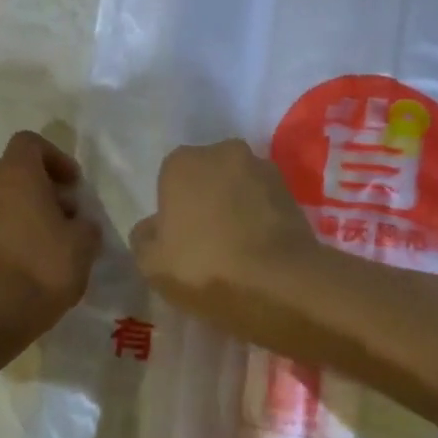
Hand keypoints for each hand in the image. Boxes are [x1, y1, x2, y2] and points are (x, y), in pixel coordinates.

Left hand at [0, 131, 102, 339]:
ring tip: (43, 239)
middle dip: (40, 186)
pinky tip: (21, 257)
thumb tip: (77, 221)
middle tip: (63, 215)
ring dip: (20, 208)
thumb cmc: (43, 268)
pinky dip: (3, 228)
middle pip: (13, 170)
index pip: (30, 142)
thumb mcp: (83, 244)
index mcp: (15, 173)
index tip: (72, 185)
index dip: (55, 158)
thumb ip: (84, 223)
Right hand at [129, 140, 320, 321]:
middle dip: (204, 201)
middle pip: (206, 178)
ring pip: (238, 189)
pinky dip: (260, 220)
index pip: (169, 180)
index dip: (172, 210)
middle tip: (204, 241)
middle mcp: (223, 153)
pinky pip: (264, 205)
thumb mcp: (150, 263)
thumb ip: (144, 237)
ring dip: (235, 208)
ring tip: (235, 249)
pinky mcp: (293, 193)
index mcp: (182, 162)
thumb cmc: (204, 267)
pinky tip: (257, 251)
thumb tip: (153, 227)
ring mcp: (263, 169)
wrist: (279, 284)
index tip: (176, 239)